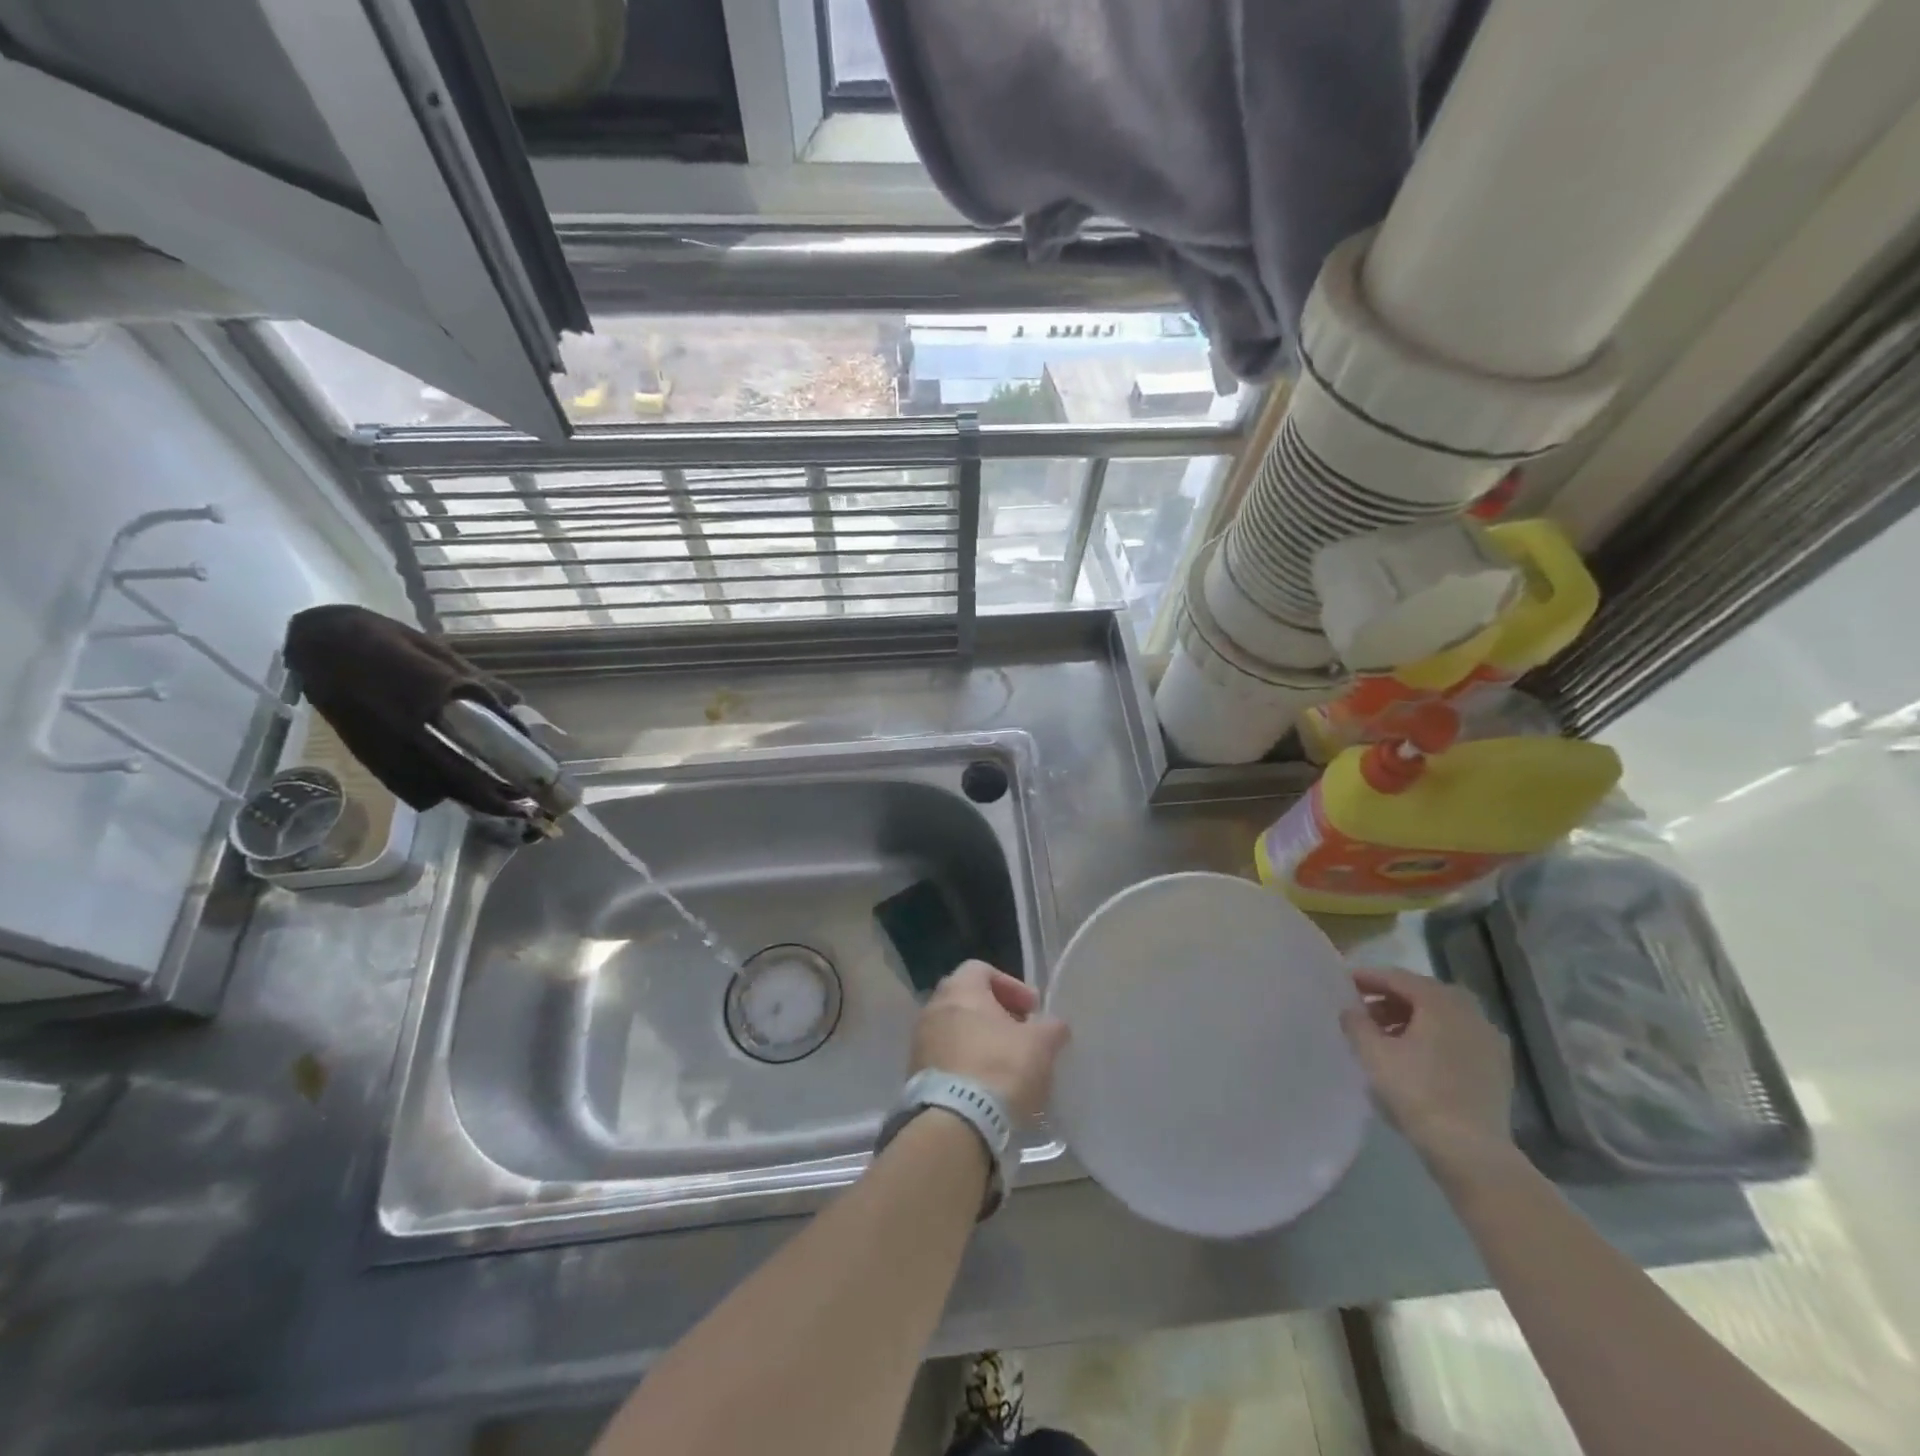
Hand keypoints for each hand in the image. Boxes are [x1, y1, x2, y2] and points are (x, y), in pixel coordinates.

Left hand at [910, 961, 1069, 1119]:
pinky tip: (987, 1088)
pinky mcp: (915, 1075)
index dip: (1011, 986)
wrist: (955, 1123)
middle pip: (967, 1001)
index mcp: (960, 990)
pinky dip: (966, 1065)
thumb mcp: (1040, 1044)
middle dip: (996, 1016)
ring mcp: (920, 1043)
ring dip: (980, 1042)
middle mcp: (933, 1008)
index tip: (1032, 1010)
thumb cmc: (1000, 1068)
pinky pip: (946, 1060)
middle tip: (1021, 1036)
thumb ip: (1051, 1028)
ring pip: (955, 1031)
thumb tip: (1055, 1026)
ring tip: (1006, 1066)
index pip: (982, 969)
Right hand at [1339, 966, 1514, 1171]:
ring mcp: (1490, 1040)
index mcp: (1441, 1002)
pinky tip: (1417, 1056)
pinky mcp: (1497, 1067)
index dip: (1369, 977)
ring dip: (1413, 1018)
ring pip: (1444, 1016)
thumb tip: (1351, 1010)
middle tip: (1364, 1009)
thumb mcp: (1373, 1054)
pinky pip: (1459, 1038)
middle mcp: (1470, 1012)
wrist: (1470, 1149)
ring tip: (1386, 1035)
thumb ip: (1356, 1023)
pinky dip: (1435, 1037)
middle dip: (1391, 998)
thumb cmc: (1416, 1092)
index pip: (1398, 978)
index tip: (1344, 981)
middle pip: (1424, 994)